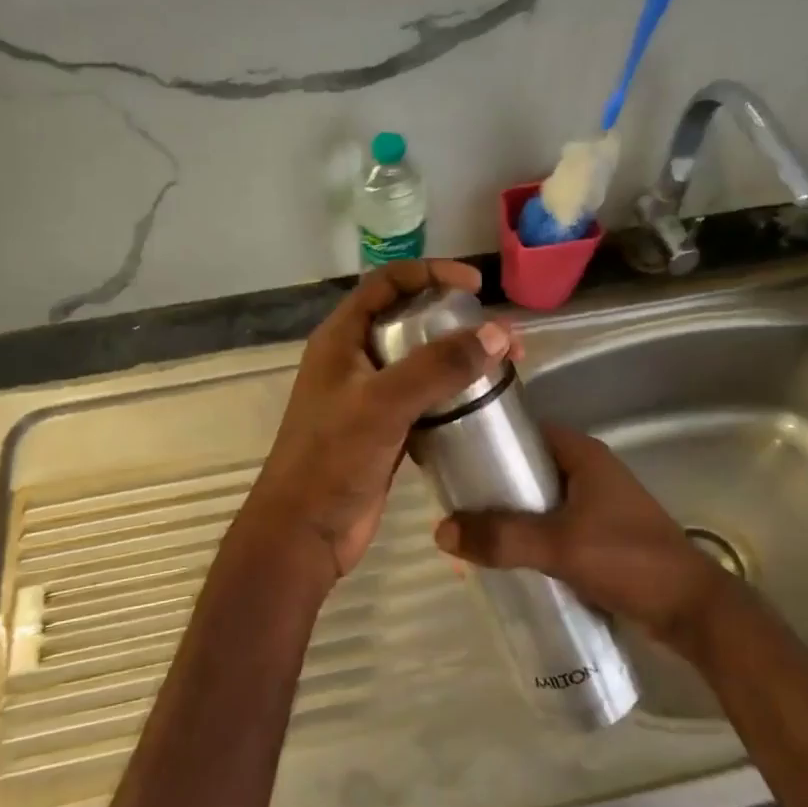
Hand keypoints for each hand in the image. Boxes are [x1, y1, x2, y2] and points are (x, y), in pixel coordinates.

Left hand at [241, 260, 520, 583]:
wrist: (305, 532)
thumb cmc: (332, 460)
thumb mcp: (383, 404)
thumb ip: (438, 367)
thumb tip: (498, 333)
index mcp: (341, 339)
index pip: (387, 284)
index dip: (430, 274)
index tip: (475, 287)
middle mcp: (353, 360)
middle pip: (408, 321)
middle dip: (455, 321)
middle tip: (501, 337)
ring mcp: (369, 398)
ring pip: (419, 363)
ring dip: (457, 360)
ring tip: (502, 367)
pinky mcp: (384, 431)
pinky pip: (423, 400)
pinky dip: (451, 396)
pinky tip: (481, 404)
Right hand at [433, 424, 731, 652]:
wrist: (688, 609)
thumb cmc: (627, 560)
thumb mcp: (558, 545)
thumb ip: (501, 538)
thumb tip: (441, 531)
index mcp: (584, 456)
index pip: (527, 432)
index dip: (490, 441)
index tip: (454, 459)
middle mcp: (589, 473)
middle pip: (529, 468)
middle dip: (493, 485)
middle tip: (454, 503)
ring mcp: (597, 505)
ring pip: (539, 501)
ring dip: (509, 515)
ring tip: (470, 532)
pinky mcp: (600, 536)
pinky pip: (552, 527)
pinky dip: (528, 537)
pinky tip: (504, 558)